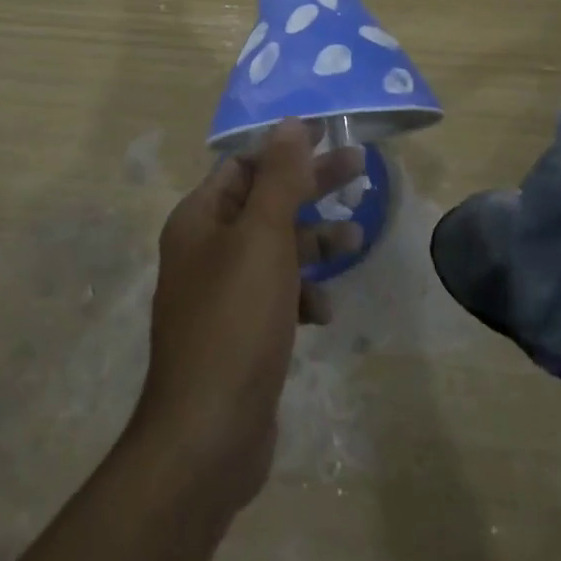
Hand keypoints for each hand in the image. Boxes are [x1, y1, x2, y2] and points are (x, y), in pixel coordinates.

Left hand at [130, 119, 364, 513]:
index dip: (286, 148)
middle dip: (311, 186)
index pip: (244, 164)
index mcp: (199, 218)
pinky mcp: (239, 333)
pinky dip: (301, 294)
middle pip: (265, 201)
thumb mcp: (263, 239)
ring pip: (275, 249)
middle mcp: (204, 248)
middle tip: (360, 168)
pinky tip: (323, 312)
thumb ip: (278, 179)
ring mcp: (220, 293)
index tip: (328, 136)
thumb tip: (288, 124)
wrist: (207, 436)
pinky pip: (275, 295)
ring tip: (356, 239)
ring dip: (313, 242)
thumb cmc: (235, 322)